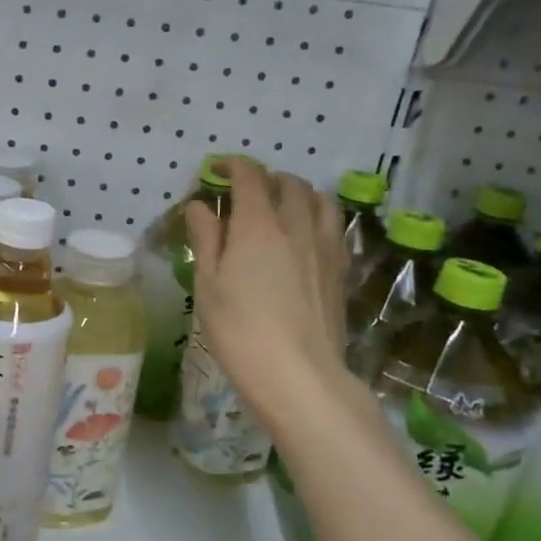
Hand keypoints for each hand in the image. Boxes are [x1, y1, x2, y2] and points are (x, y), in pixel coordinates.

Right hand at [185, 158, 355, 439]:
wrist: (299, 376)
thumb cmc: (240, 332)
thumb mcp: (208, 286)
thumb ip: (206, 239)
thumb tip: (199, 205)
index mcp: (258, 225)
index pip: (249, 175)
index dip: (231, 165)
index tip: (215, 170)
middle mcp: (296, 226)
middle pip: (288, 183)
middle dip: (264, 178)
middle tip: (244, 193)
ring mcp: (325, 247)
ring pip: (318, 199)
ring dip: (297, 192)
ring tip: (280, 207)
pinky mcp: (341, 270)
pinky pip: (333, 226)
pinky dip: (316, 216)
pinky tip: (304, 236)